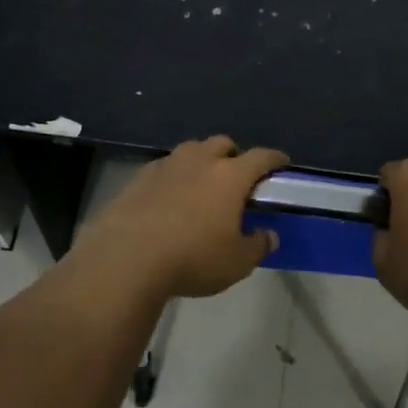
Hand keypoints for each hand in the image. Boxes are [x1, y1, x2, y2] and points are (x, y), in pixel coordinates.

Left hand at [75, 136, 288, 298]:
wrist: (126, 258)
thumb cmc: (192, 258)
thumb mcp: (236, 263)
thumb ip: (257, 246)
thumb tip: (269, 235)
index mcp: (230, 176)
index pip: (261, 157)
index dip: (275, 158)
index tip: (281, 163)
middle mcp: (199, 161)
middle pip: (223, 144)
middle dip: (234, 155)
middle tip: (237, 177)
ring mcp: (166, 165)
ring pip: (191, 150)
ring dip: (202, 160)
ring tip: (202, 184)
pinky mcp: (138, 177)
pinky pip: (165, 167)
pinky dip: (174, 176)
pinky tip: (170, 197)